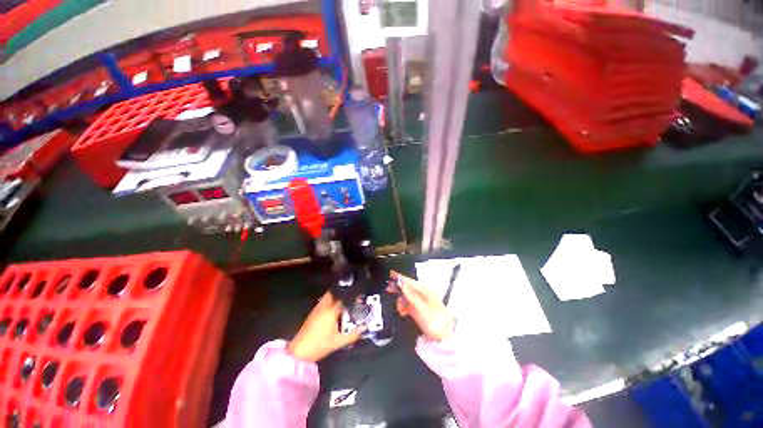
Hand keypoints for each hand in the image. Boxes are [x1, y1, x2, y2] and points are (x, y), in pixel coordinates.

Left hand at [287, 292, 365, 361]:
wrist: (299, 351)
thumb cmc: (320, 346)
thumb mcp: (338, 342)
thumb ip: (353, 335)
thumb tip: (363, 328)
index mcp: (331, 311)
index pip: (343, 297)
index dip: (352, 296)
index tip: (359, 296)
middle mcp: (324, 306)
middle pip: (334, 292)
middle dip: (343, 292)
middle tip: (352, 295)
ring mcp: (317, 308)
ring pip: (328, 295)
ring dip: (336, 295)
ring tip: (344, 299)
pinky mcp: (313, 312)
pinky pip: (323, 300)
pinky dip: (330, 299)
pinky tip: (334, 307)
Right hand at [388, 271, 454, 341]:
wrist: (444, 339)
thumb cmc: (436, 323)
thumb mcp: (421, 308)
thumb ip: (410, 295)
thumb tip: (401, 283)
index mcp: (426, 291)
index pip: (410, 281)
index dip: (400, 278)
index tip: (391, 275)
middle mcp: (423, 295)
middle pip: (408, 288)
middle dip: (398, 288)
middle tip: (389, 288)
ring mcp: (421, 304)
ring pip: (407, 297)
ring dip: (400, 300)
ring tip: (399, 307)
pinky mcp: (419, 311)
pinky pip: (408, 305)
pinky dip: (403, 307)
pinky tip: (402, 311)